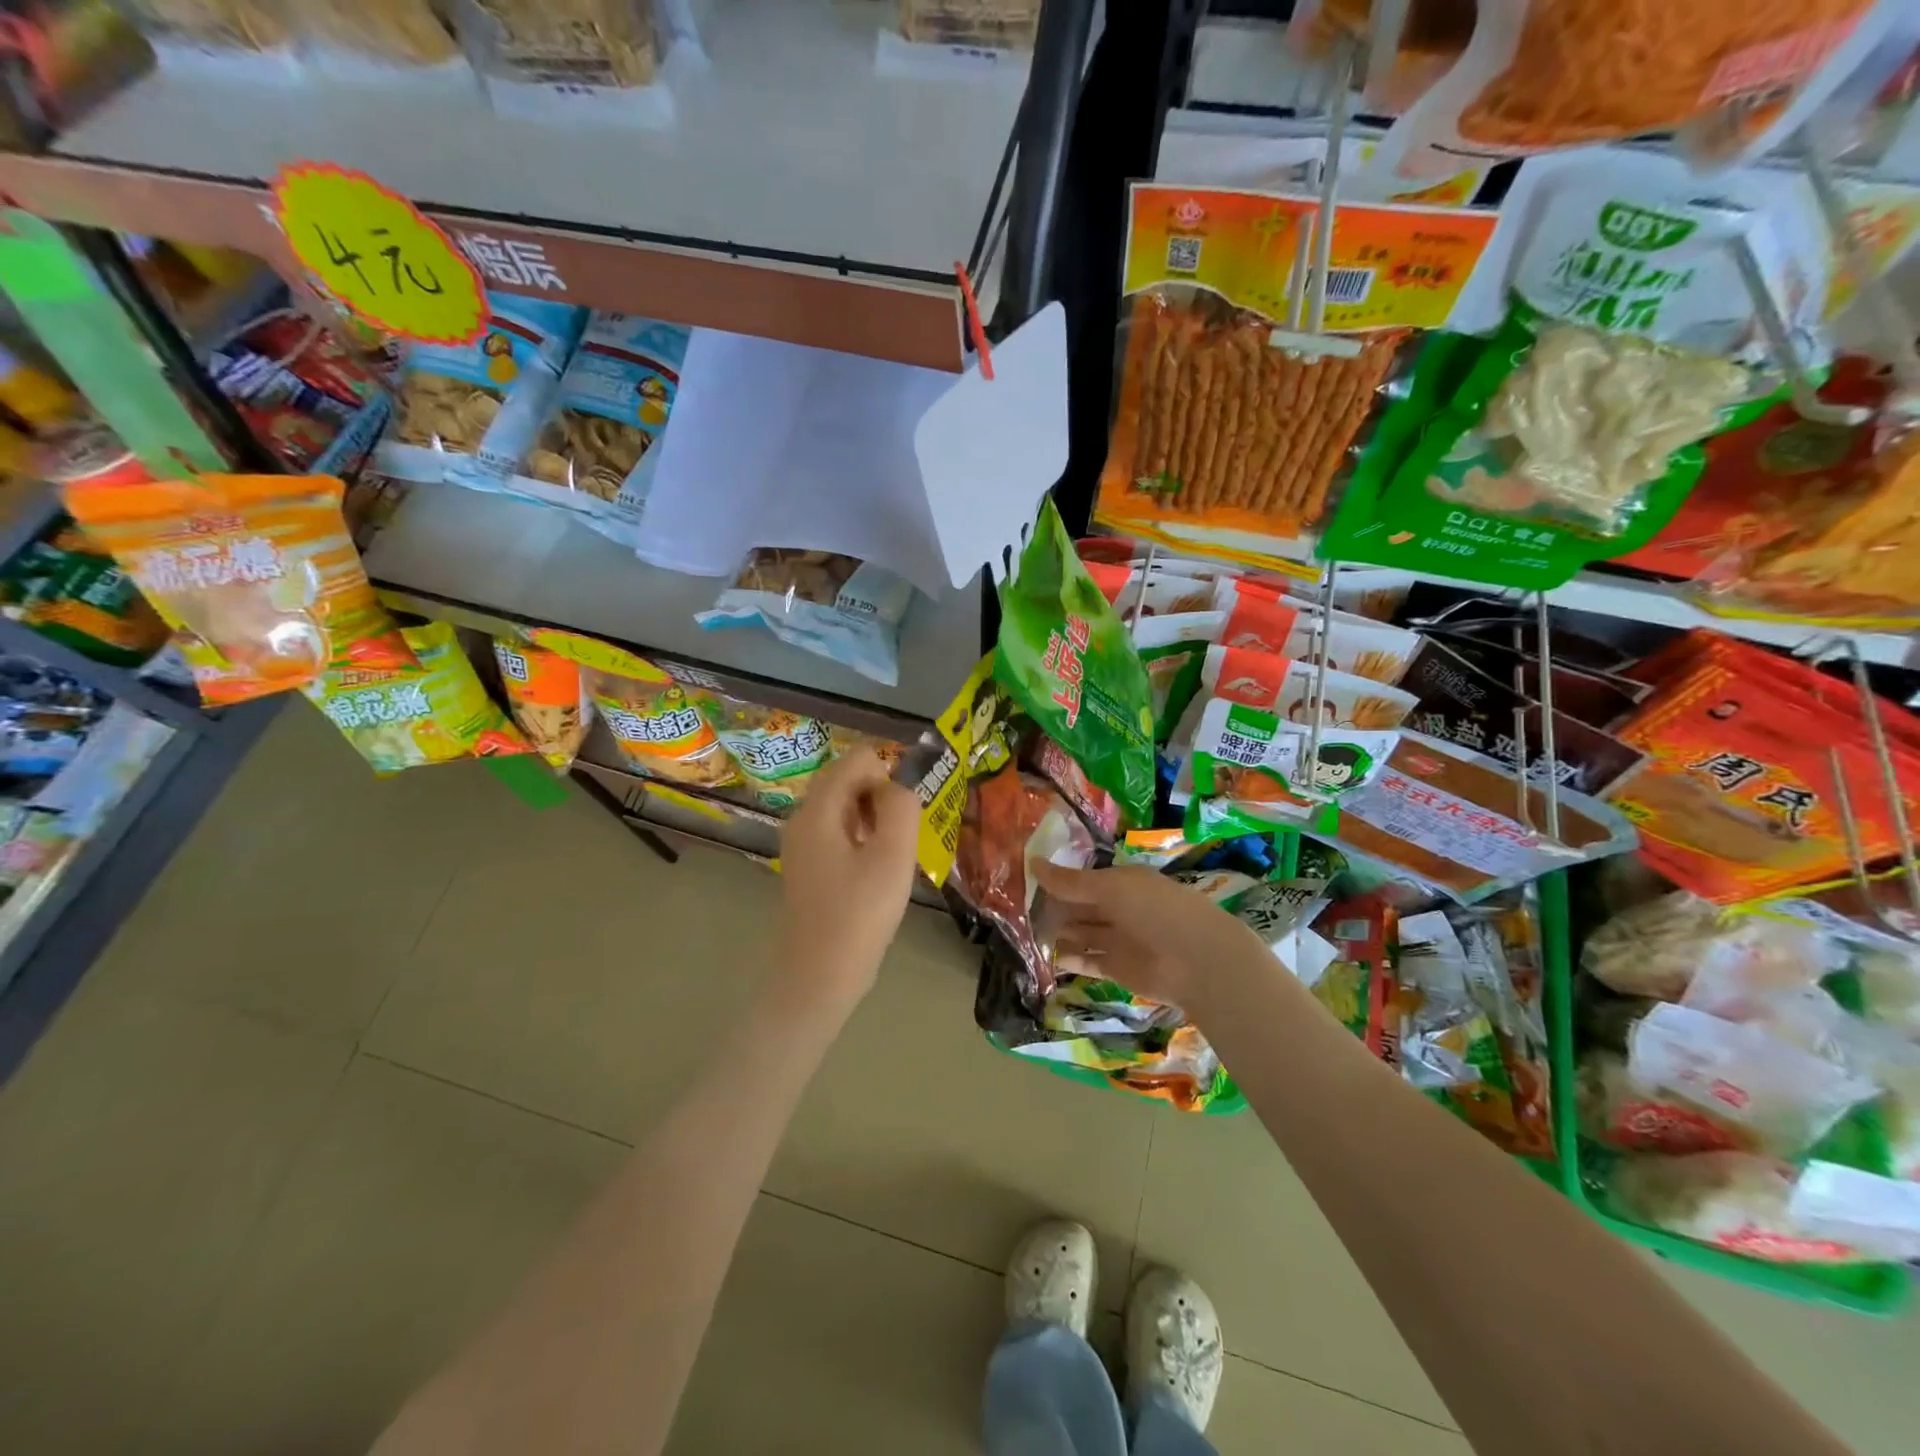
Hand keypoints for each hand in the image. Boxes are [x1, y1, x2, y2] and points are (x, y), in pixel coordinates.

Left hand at [777, 747, 921, 1014]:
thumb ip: (901, 807)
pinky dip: (862, 838)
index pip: (857, 759)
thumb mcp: (893, 855)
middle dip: (881, 797)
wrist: (819, 976)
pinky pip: (839, 832)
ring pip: (845, 807)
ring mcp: (802, 844)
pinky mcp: (809, 866)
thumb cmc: (859, 914)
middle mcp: (803, 818)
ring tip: (891, 856)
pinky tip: (876, 871)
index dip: (888, 776)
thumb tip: (899, 787)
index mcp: (819, 810)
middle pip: (848, 780)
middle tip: (899, 838)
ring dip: (874, 819)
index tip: (903, 815)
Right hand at [1034, 861, 1268, 1014]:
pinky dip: (1066, 958)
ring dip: (1056, 932)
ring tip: (1022, 931)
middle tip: (1014, 908)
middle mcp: (1119, 908)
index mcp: (1122, 882)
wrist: (1197, 960)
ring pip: (1080, 933)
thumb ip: (1070, 881)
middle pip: (1079, 907)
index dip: (1056, 880)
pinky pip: (1086, 960)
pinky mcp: (1116, 969)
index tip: (1024, 880)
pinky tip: (1041, 955)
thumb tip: (1032, 862)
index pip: (1083, 879)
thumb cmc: (1155, 910)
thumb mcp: (1110, 887)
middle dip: (1052, 907)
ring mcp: (1118, 939)